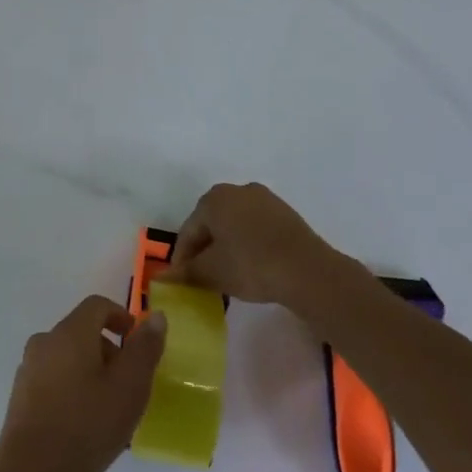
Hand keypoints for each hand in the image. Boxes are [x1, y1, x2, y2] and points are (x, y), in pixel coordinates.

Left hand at [0, 296, 165, 471]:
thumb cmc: (86, 427)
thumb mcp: (129, 389)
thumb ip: (144, 349)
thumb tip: (154, 316)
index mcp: (69, 333)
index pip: (97, 306)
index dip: (122, 318)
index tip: (139, 345)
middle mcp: (44, 342)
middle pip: (82, 331)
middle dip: (110, 350)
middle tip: (131, 385)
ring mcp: (28, 369)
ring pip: (69, 356)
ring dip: (93, 371)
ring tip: (111, 410)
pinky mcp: (21, 395)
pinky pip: (55, 378)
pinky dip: (74, 387)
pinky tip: (85, 424)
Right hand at [164, 181, 371, 308]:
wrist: (308, 271)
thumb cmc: (251, 265)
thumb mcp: (212, 272)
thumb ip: (186, 273)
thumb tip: (162, 278)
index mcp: (213, 199)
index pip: (188, 231)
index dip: (182, 258)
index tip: (182, 280)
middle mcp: (238, 190)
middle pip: (211, 224)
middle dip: (205, 250)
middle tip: (203, 277)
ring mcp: (265, 199)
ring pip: (235, 226)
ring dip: (227, 248)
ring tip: (227, 275)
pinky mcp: (286, 214)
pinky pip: (256, 228)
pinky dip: (248, 245)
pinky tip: (252, 267)